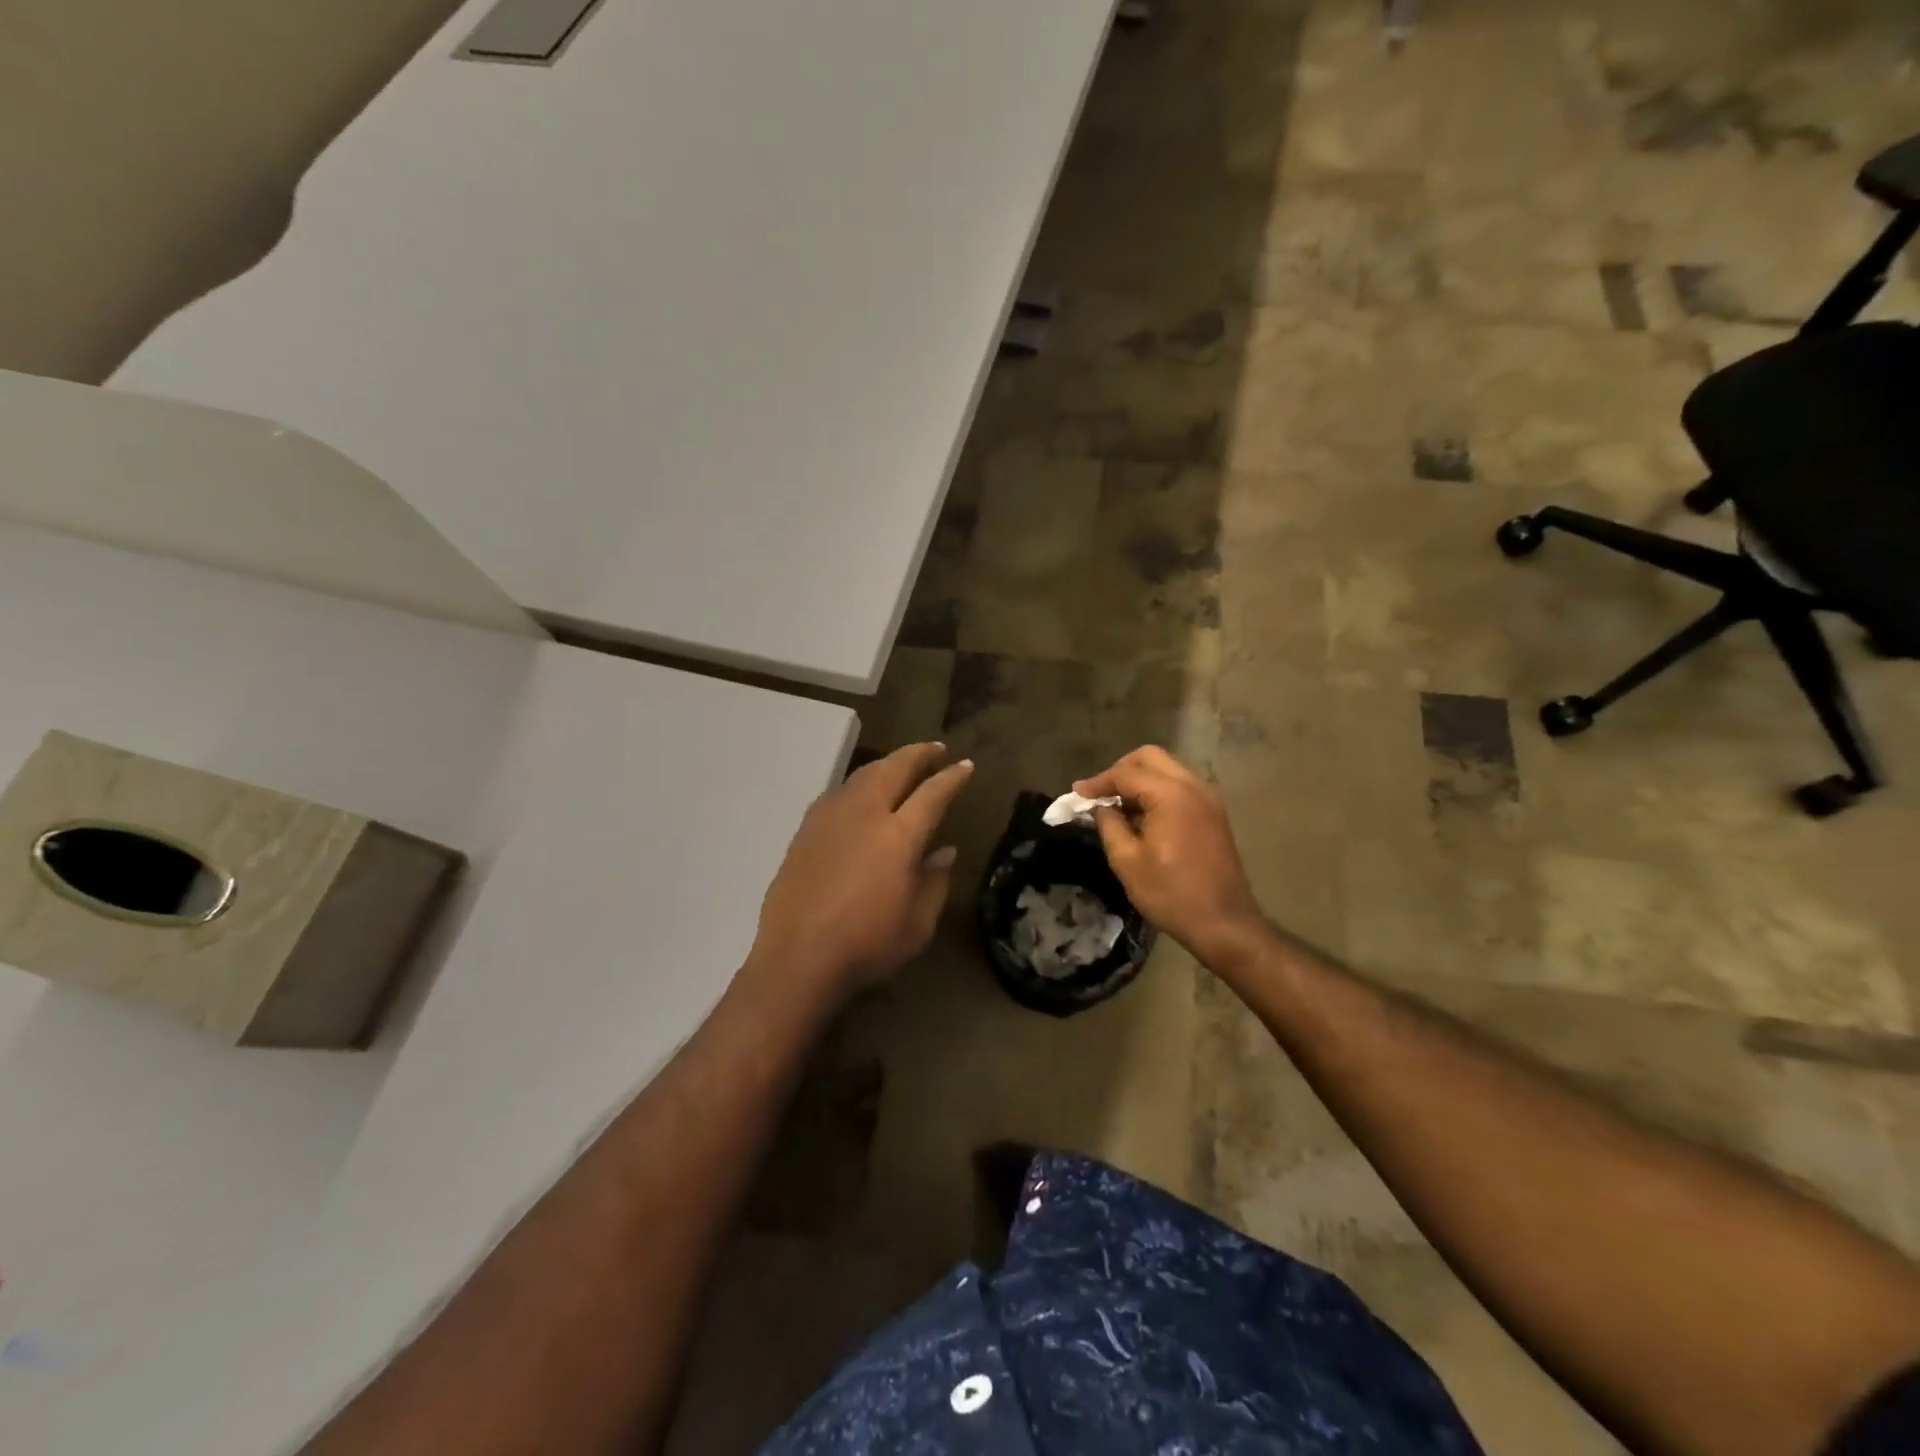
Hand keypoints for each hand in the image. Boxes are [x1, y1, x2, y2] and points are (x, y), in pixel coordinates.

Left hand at [750, 743, 973, 1001]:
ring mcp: (831, 818)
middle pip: (895, 769)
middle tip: (935, 749)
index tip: (965, 765)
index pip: (933, 793)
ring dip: (887, 763)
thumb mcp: (918, 924)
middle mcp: (865, 814)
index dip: (952, 777)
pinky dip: (858, 783)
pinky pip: (839, 792)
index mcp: (899, 836)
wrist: (798, 958)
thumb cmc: (867, 946)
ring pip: (863, 775)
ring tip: (901, 764)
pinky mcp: (806, 829)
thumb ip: (935, 882)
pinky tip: (860, 792)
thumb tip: (944, 852)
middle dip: (918, 754)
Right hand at [1074, 746, 1265, 968]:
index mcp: (1171, 794)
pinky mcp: (1214, 813)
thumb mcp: (1127, 862)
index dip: (1097, 782)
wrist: (1224, 924)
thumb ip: (1109, 825)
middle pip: (1150, 758)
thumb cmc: (1171, 894)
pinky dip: (1157, 791)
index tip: (1076, 794)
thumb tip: (1101, 808)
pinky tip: (1142, 816)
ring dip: (1140, 779)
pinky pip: (1180, 786)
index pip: (1126, 774)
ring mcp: (1208, 798)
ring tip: (1117, 805)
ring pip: (1167, 769)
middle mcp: (1193, 786)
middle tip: (1099, 793)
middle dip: (1120, 770)